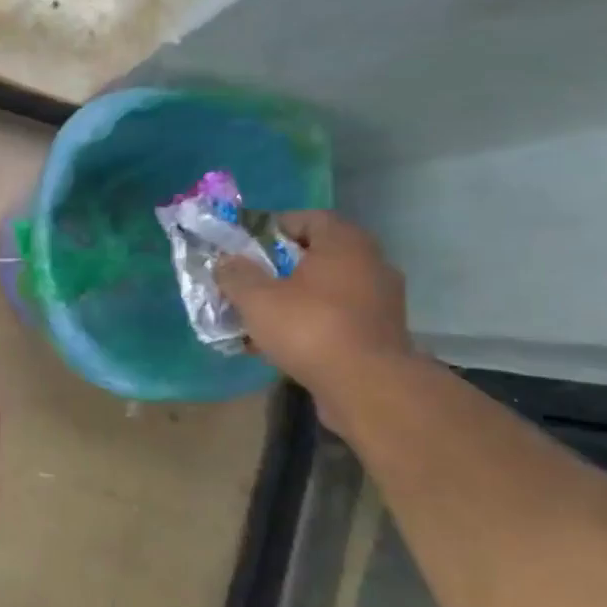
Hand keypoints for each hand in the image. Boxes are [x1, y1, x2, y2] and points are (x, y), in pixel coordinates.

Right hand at [218, 210, 413, 407]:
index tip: (247, 247)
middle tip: (250, 282)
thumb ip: (236, 275)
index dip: (274, 228)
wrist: (367, 388)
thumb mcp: (257, 299)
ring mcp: (380, 302)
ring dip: (294, 299)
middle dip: (280, 268)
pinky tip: (282, 344)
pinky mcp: (380, 335)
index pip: (309, 218)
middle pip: (317, 256)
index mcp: (345, 244)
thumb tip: (226, 262)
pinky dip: (311, 324)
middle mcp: (371, 264)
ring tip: (260, 317)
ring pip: (326, 291)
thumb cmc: (310, 328)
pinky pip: (337, 319)